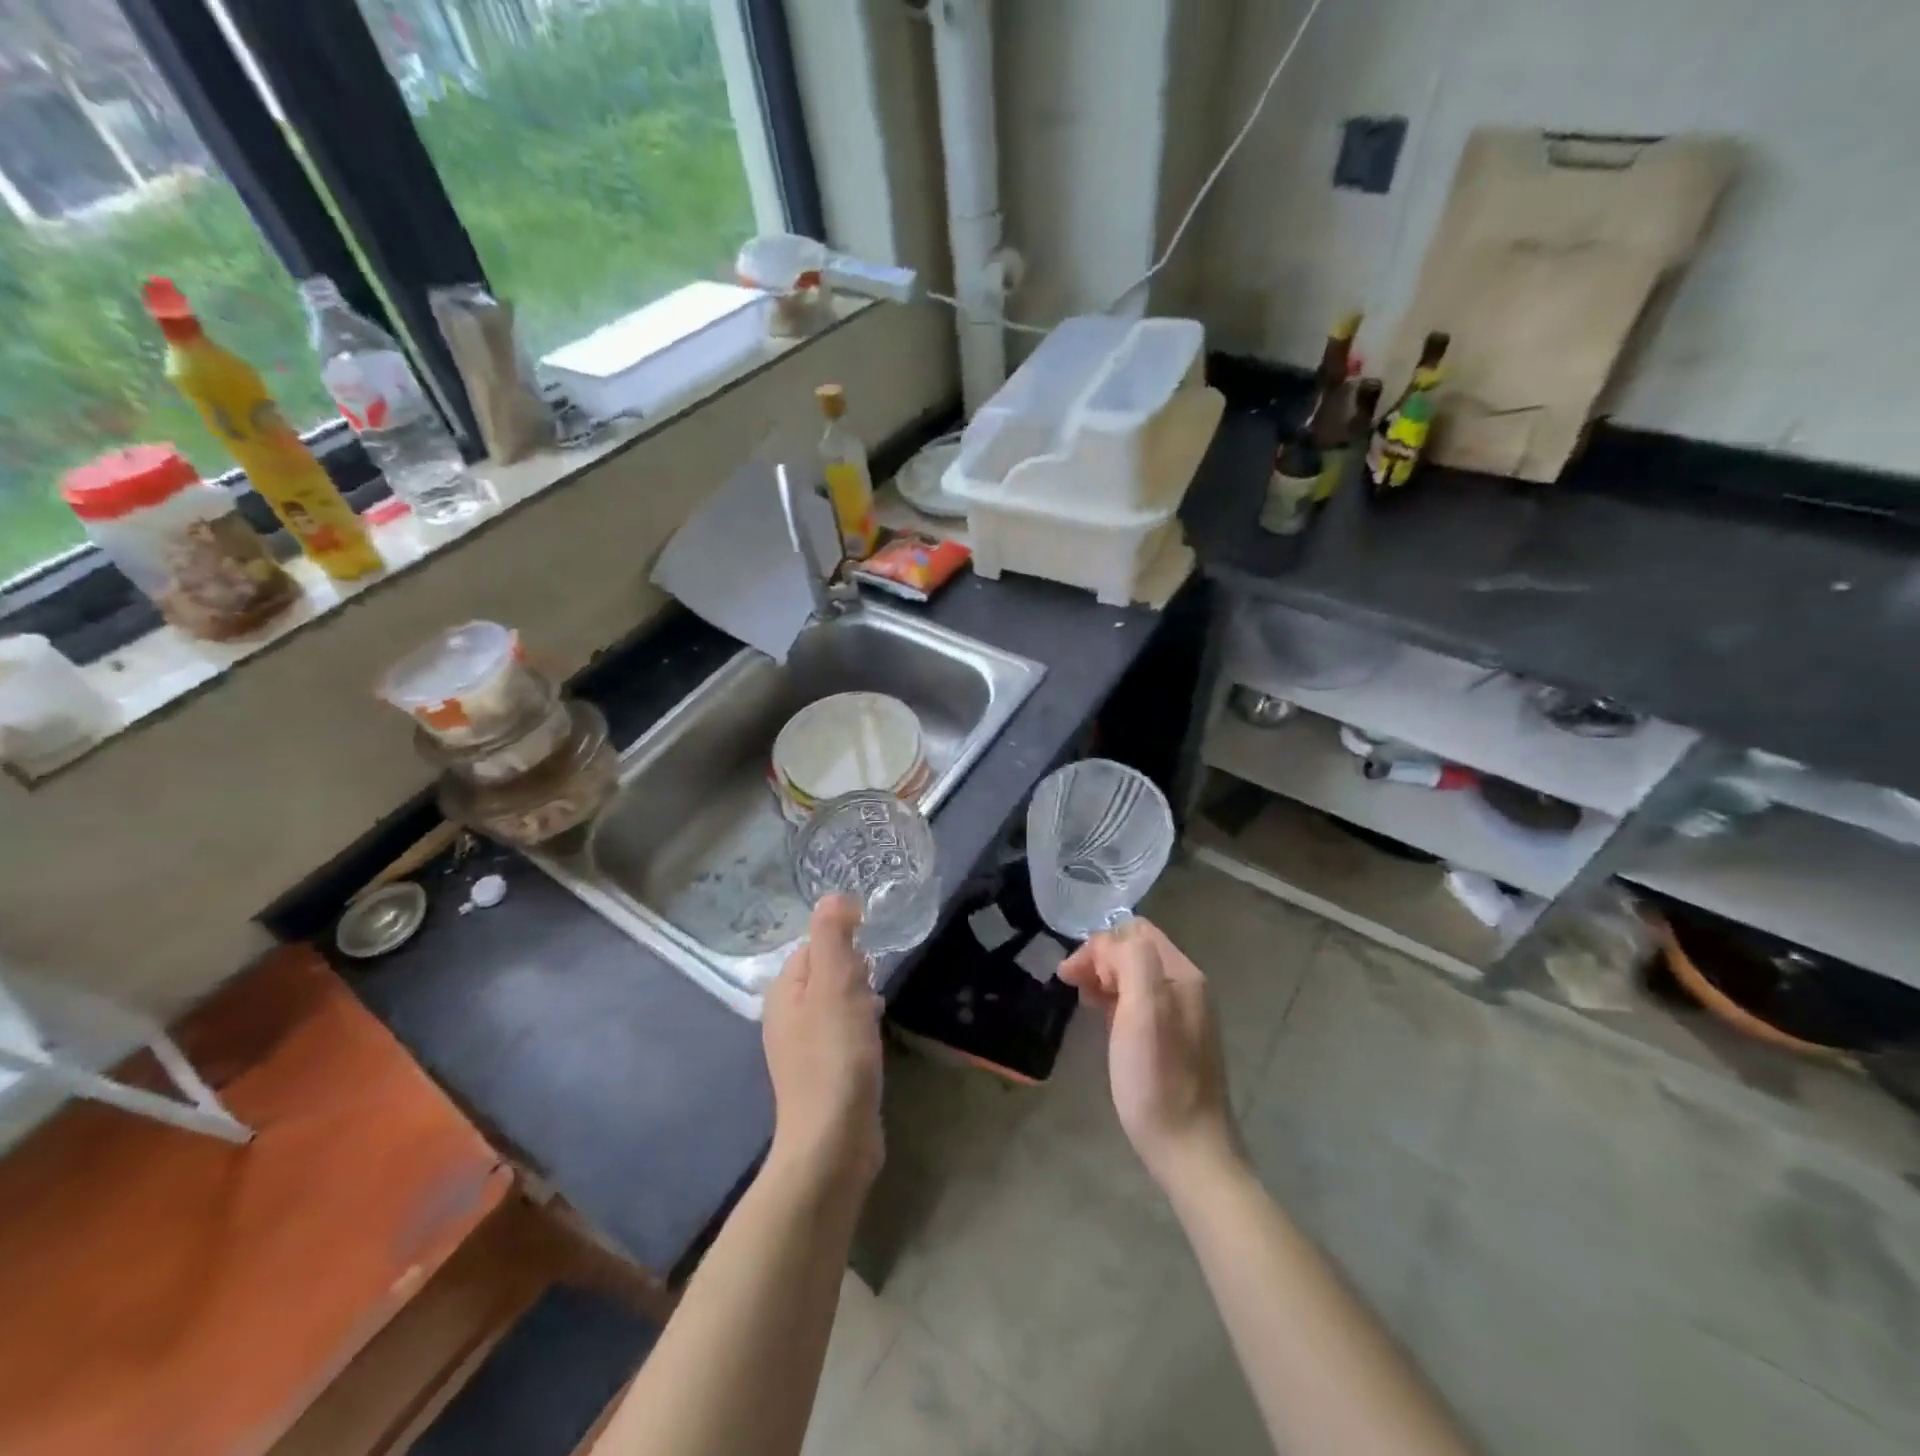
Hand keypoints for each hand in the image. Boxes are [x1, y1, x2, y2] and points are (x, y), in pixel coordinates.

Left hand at [763, 895, 884, 1193]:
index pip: (813, 945)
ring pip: (834, 1003)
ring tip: (878, 1010)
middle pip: (824, 973)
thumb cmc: (836, 1054)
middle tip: (874, 987)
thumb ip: (832, 935)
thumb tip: (833, 896)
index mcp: (784, 991)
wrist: (833, 1140)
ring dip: (859, 998)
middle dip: (853, 972)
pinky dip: (859, 1026)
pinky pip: (841, 1033)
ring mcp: (801, 1048)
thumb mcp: (836, 983)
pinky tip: (874, 1039)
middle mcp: (786, 1017)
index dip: (843, 943)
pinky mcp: (822, 1073)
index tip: (869, 959)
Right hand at [1059, 918, 1242, 1190]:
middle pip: (1136, 951)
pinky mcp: (1174, 1040)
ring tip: (1083, 1001)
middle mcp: (1187, 988)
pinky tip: (1104, 1021)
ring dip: (1105, 979)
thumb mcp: (1143, 1010)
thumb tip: (1107, 947)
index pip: (1136, 931)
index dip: (1100, 944)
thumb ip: (1131, 961)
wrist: (1189, 1150)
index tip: (1072, 974)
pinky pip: (1141, 1002)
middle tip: (1071, 985)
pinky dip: (1116, 1000)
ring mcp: (1183, 1015)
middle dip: (1100, 959)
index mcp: (1182, 975)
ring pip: (1136, 976)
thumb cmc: (1158, 1079)